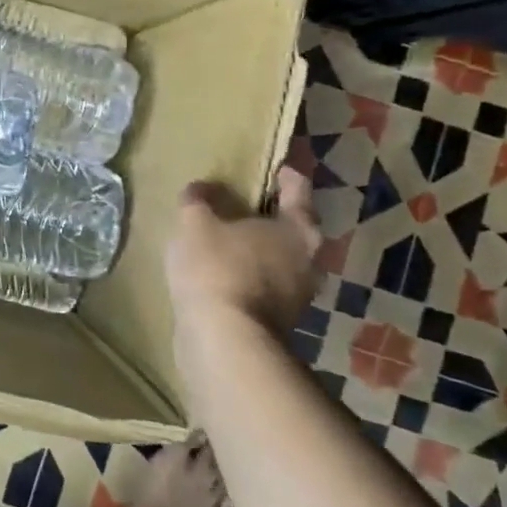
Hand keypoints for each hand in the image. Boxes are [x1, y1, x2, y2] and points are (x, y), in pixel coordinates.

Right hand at [164, 168, 321, 341]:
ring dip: (258, 249)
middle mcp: (310, 260)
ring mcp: (298, 296)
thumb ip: (199, 201)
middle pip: (293, 227)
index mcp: (299, 229)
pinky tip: (221, 274)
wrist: (224, 341)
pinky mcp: (278, 323)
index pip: (298, 189)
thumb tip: (201, 188)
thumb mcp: (196, 223)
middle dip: (270, 215)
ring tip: (226, 240)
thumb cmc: (218, 269)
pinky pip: (264, 287)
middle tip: (241, 203)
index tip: (271, 166)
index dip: (284, 173)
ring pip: (280, 260)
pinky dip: (248, 276)